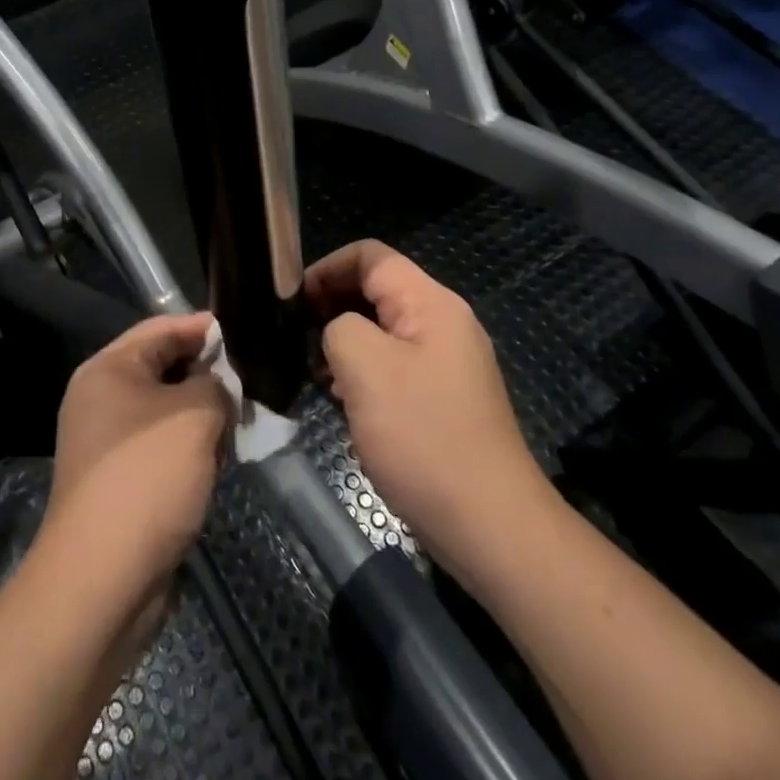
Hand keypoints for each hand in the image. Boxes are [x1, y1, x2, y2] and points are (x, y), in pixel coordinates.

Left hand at [36, 313, 233, 638]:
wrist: (102, 578)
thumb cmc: (147, 477)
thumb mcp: (194, 416)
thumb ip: (215, 385)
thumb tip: (219, 386)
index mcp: (109, 369)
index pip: (161, 329)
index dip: (203, 328)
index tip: (244, 334)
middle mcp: (101, 399)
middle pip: (163, 369)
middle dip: (208, 375)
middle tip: (251, 383)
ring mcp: (108, 443)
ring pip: (166, 412)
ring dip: (203, 416)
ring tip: (242, 423)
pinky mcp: (120, 481)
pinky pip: (162, 447)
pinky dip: (191, 448)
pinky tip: (220, 460)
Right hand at [305, 241, 551, 577]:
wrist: (488, 524)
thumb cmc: (423, 436)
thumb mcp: (365, 367)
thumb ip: (337, 327)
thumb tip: (335, 330)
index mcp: (431, 303)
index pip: (370, 255)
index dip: (325, 267)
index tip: (291, 301)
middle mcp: (443, 323)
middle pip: (376, 289)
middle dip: (331, 304)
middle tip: (295, 336)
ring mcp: (446, 362)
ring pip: (382, 330)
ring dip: (344, 341)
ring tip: (314, 370)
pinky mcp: (442, 397)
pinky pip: (394, 365)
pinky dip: (363, 371)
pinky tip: (342, 399)